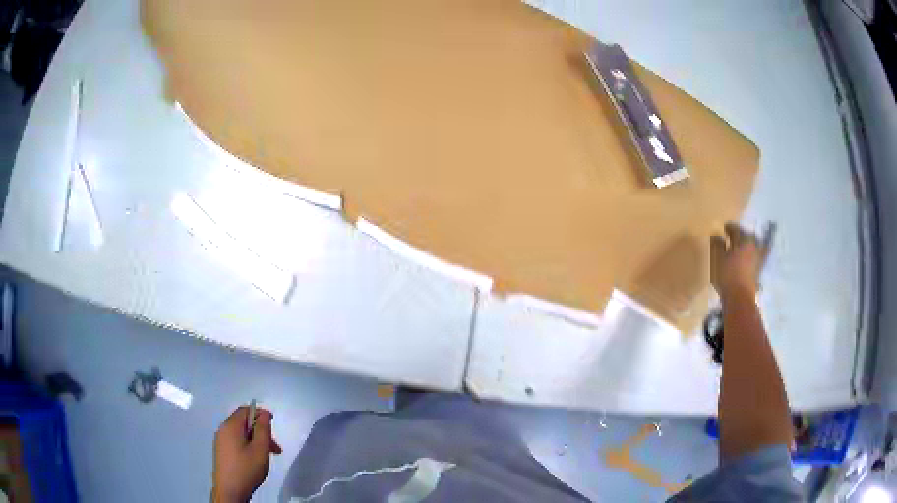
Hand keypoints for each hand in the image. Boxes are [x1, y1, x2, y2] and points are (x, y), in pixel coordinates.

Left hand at [211, 406, 282, 502]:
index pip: (245, 410)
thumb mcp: (260, 449)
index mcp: (230, 426)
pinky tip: (255, 460)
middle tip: (275, 448)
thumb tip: (264, 413)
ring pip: (241, 434)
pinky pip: (236, 442)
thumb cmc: (246, 469)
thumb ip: (263, 429)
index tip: (274, 425)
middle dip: (261, 431)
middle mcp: (223, 430)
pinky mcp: (222, 452)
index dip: (260, 413)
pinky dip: (248, 446)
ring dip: (256, 440)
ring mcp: (221, 441)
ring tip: (267, 456)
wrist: (230, 490)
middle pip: (243, 422)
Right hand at [710, 222, 772, 296]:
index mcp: (744, 240)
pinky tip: (746, 258)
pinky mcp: (758, 270)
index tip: (724, 228)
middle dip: (740, 235)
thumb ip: (718, 245)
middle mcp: (754, 246)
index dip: (730, 227)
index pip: (736, 229)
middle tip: (732, 236)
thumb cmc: (728, 275)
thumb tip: (717, 235)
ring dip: (746, 245)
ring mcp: (758, 258)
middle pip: (747, 236)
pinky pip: (755, 257)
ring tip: (740, 247)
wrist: (740, 298)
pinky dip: (751, 256)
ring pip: (752, 247)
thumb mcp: (718, 258)